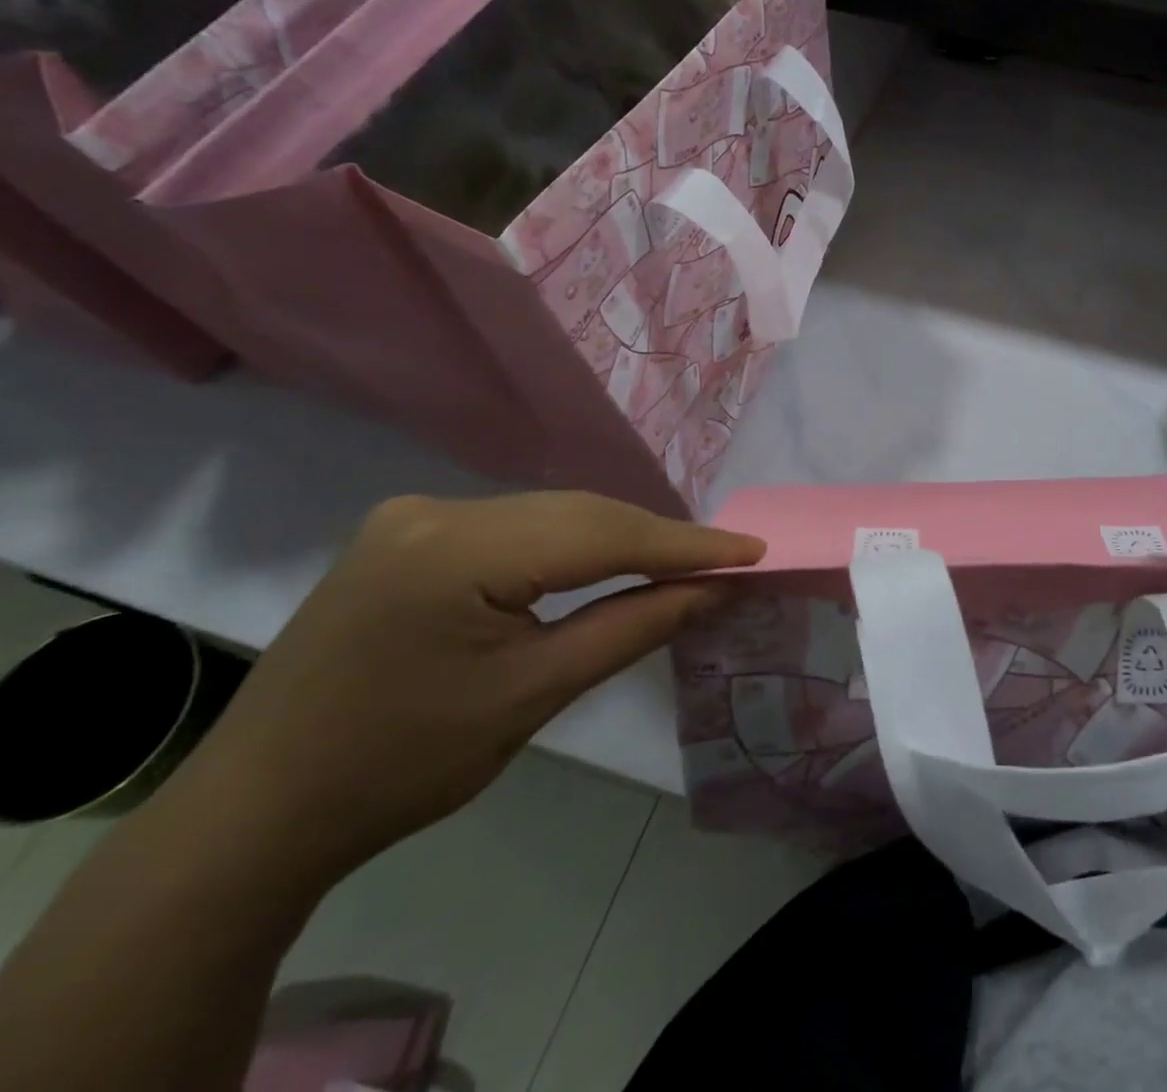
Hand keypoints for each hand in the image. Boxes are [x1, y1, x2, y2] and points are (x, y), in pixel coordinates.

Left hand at [175, 492, 763, 880]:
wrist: (258, 813)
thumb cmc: (401, 766)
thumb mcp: (533, 697)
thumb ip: (633, 627)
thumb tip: (713, 588)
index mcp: (454, 550)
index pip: (600, 533)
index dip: (685, 544)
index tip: (752, 551)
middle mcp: (434, 510)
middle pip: (577, 514)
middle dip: (656, 539)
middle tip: (726, 561)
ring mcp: (414, 516)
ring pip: (550, 516)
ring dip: (617, 540)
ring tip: (680, 563)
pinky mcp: (409, 533)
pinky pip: (517, 527)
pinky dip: (571, 545)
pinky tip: (604, 563)